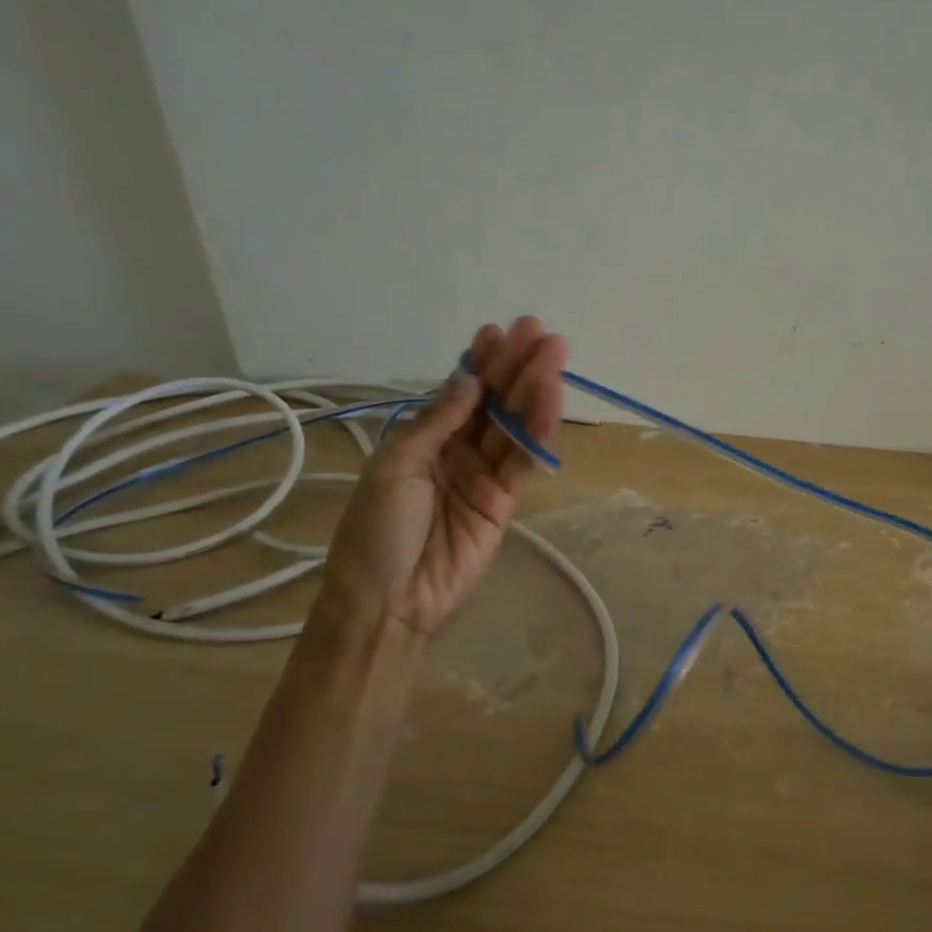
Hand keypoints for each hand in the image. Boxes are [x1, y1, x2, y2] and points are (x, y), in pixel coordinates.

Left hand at [319, 317, 566, 638]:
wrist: (389, 600)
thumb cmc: (377, 529)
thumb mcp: (397, 465)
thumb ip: (439, 422)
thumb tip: (469, 378)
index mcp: (422, 440)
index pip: (458, 393)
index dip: (479, 363)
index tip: (498, 332)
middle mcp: (457, 452)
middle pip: (493, 403)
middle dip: (515, 367)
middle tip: (540, 333)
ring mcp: (484, 476)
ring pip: (513, 426)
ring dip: (534, 390)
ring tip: (553, 355)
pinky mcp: (506, 502)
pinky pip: (525, 459)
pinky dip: (539, 430)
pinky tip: (551, 399)